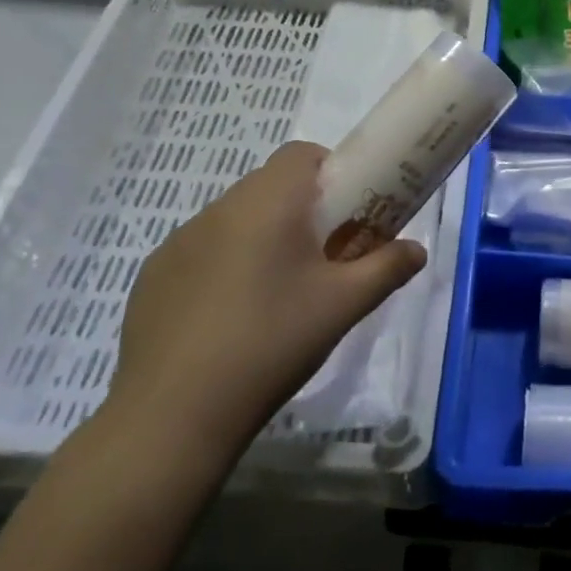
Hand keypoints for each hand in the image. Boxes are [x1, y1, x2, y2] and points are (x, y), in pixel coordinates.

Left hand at [105, 141, 425, 472]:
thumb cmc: (270, 343)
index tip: (346, 214)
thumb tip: (417, 250)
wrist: (172, 416)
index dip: (331, 173)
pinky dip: (223, 265)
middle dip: (301, 210)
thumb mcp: (343, 306)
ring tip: (276, 293)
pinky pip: (202, 251)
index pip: (302, 154)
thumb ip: (387, 268)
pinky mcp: (153, 276)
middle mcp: (219, 209)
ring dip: (262, 236)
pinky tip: (229, 319)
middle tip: (322, 257)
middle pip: (270, 185)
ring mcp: (178, 241)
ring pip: (235, 218)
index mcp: (268, 203)